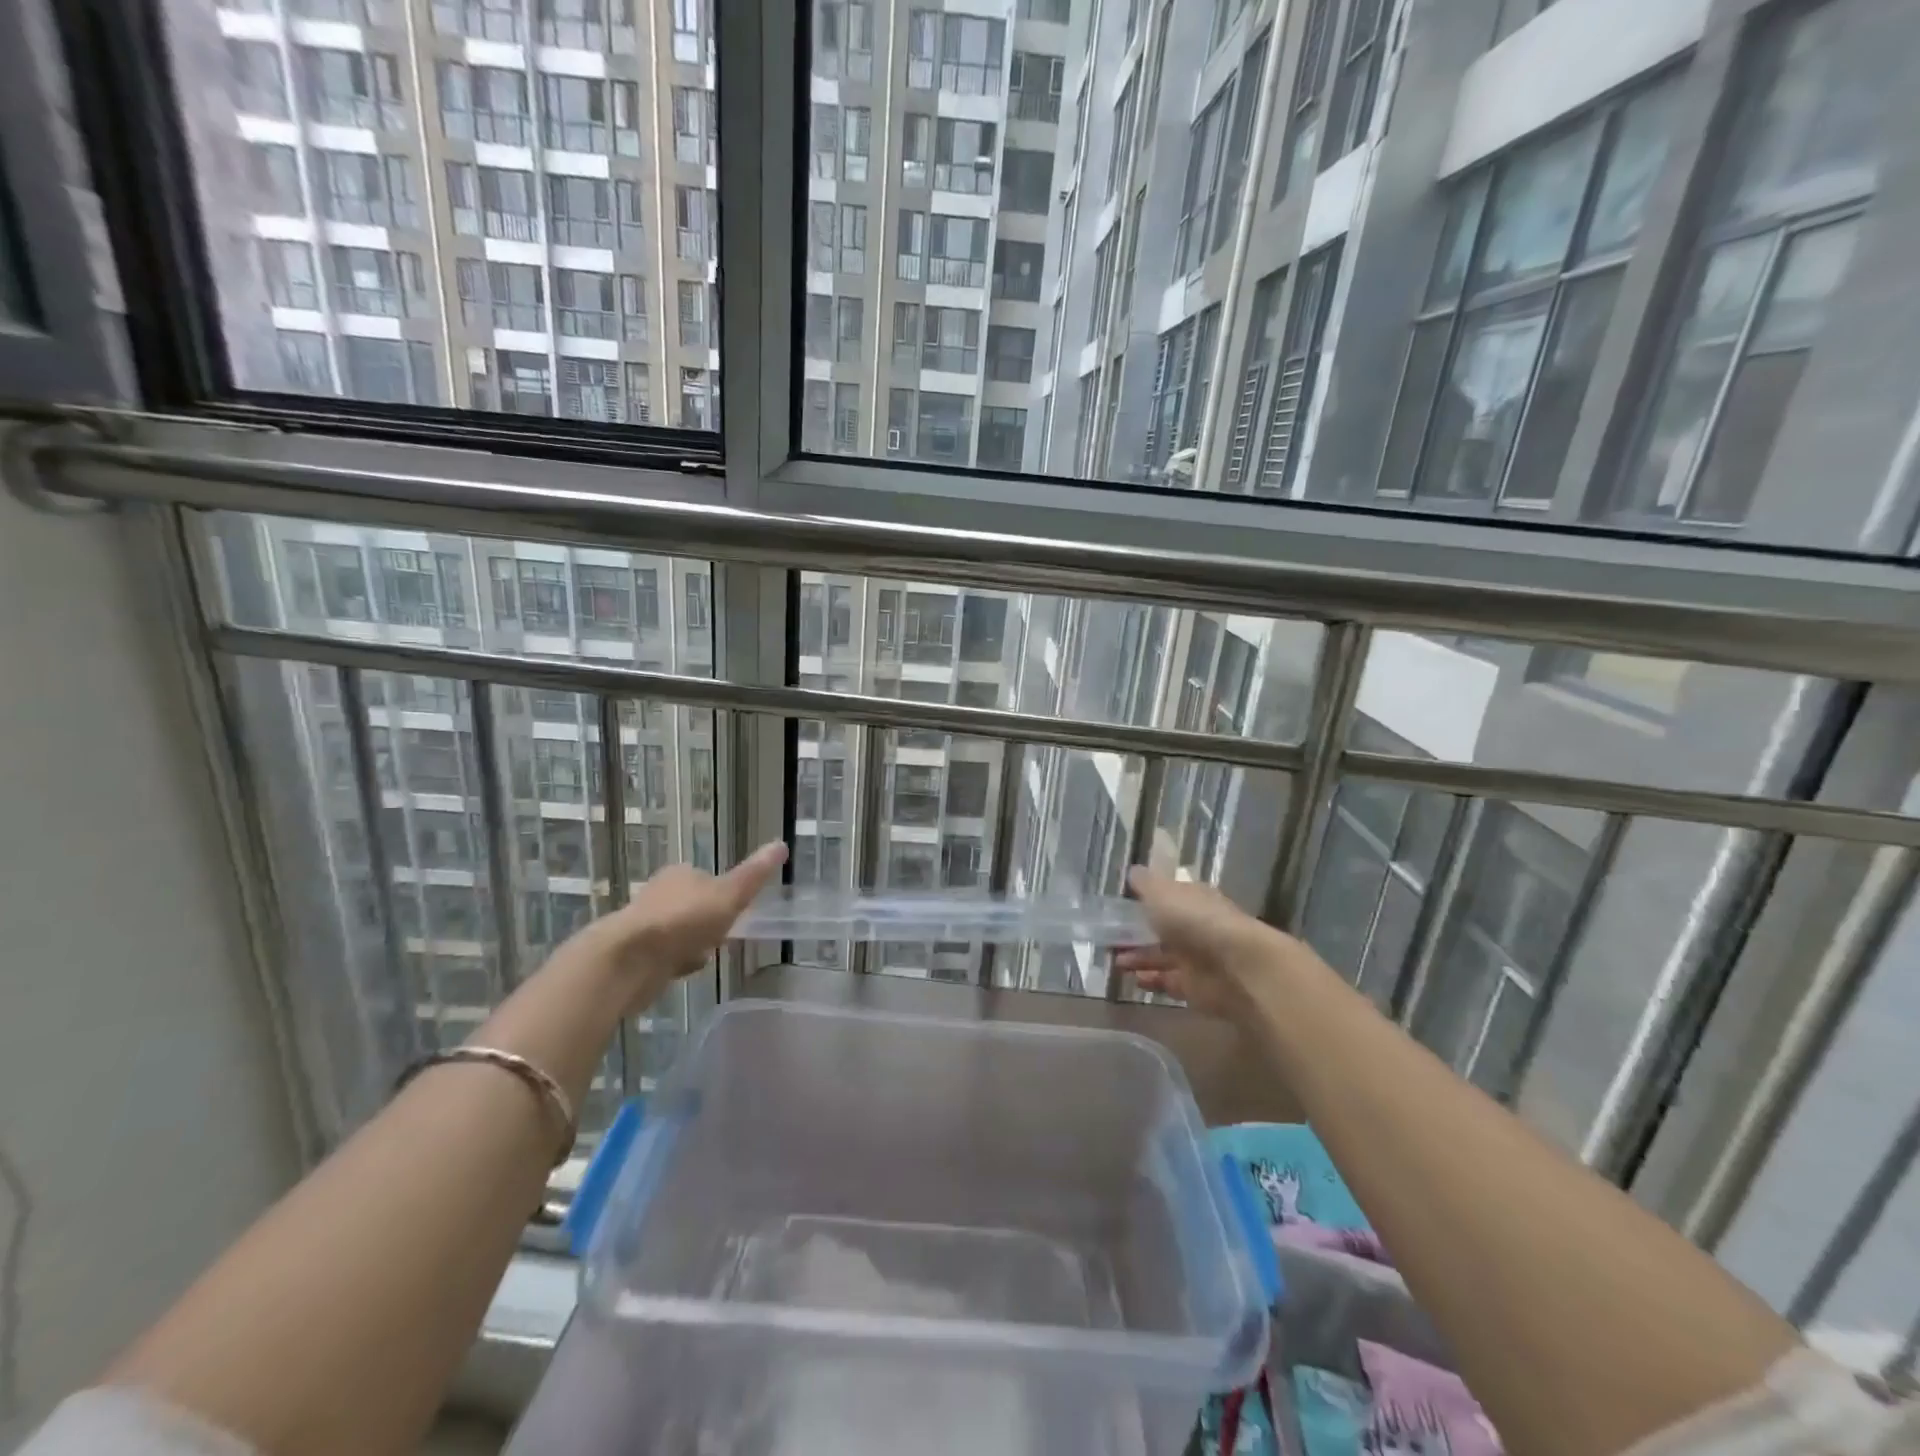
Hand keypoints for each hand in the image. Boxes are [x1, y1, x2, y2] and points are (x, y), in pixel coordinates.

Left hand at [572, 840, 786, 1010]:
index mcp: (680, 874)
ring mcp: (643, 924)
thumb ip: (754, 875)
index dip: (724, 895)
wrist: (628, 961)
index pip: (707, 879)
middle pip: (692, 905)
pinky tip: (684, 971)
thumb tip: (782, 843)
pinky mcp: (633, 954)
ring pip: (678, 931)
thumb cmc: (683, 922)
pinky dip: (675, 961)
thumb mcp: (729, 895)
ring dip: (692, 943)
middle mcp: (658, 893)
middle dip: (707, 921)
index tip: (736, 912)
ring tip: (706, 956)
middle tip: (724, 937)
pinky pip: (664, 955)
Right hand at [1114, 867, 1288, 1018]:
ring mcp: (1198, 958)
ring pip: (1164, 956)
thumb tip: (1133, 871)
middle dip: (1138, 933)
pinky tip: (1132, 980)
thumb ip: (1145, 884)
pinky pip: (1169, 981)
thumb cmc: (1195, 920)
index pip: (1168, 896)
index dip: (1146, 899)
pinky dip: (1152, 980)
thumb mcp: (1161, 892)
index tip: (1120, 906)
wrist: (1236, 967)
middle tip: (1109, 937)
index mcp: (1192, 898)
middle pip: (1164, 929)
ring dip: (1140, 958)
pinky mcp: (1197, 987)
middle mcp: (1197, 926)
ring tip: (1114, 961)